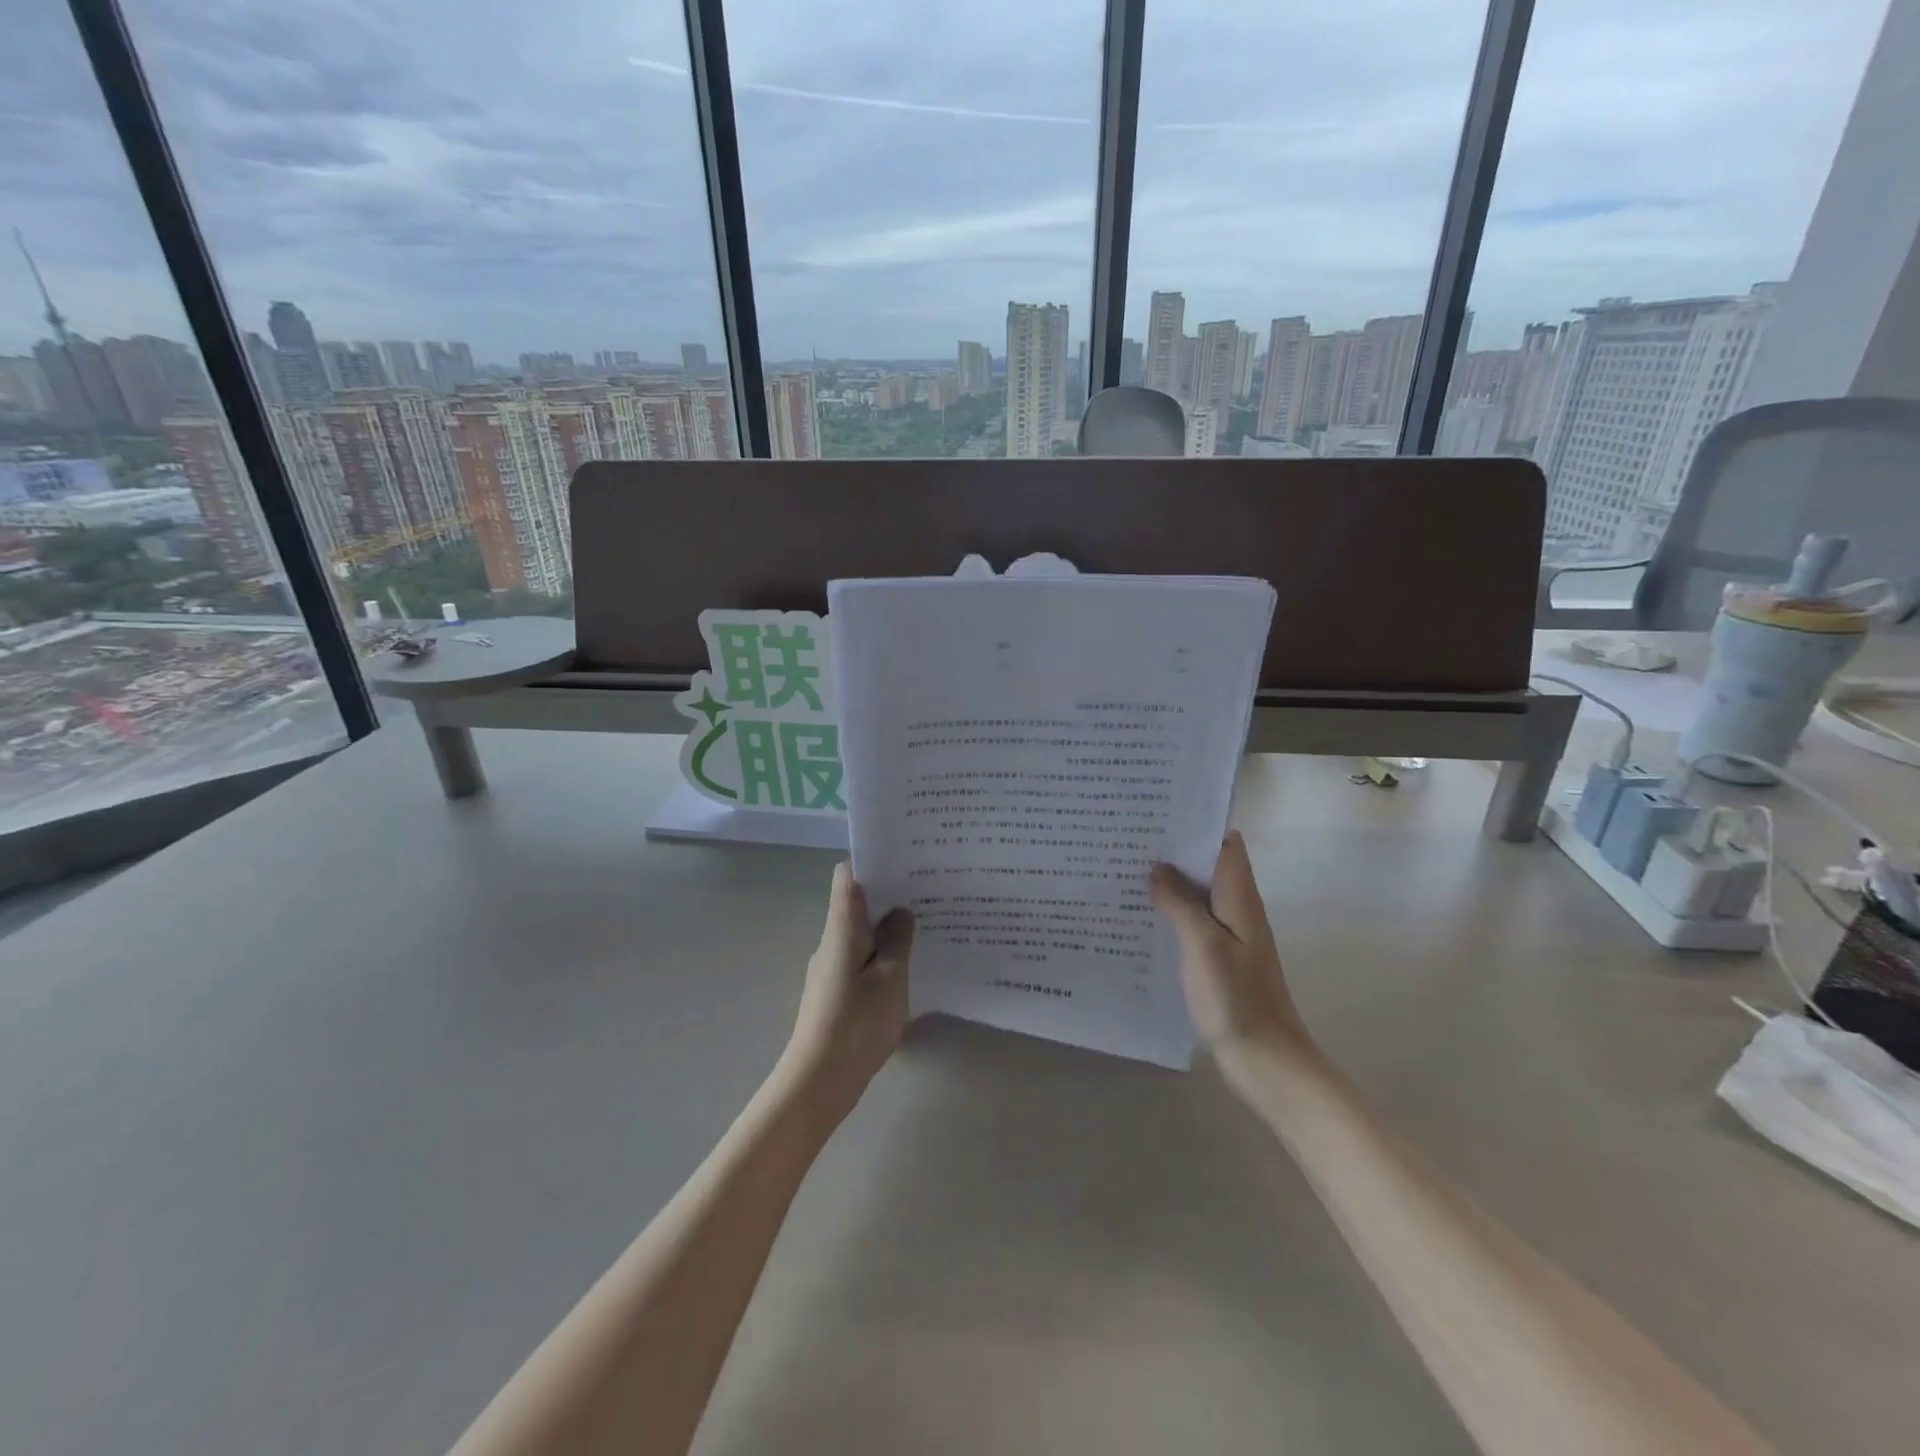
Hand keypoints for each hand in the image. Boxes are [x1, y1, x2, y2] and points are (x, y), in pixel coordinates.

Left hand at [783, 863, 913, 1124]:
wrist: (817, 1083)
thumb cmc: (856, 1025)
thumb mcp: (890, 979)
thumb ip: (898, 941)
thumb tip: (900, 912)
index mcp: (841, 929)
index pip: (847, 877)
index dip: (872, 861)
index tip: (904, 860)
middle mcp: (831, 942)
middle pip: (856, 903)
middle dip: (889, 895)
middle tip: (928, 893)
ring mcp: (830, 968)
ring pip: (860, 934)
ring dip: (887, 928)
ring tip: (924, 927)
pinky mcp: (834, 992)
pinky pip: (860, 959)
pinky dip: (881, 955)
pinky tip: (907, 967)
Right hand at [1150, 832, 1312, 1078]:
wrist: (1265, 1059)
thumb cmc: (1236, 999)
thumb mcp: (1203, 945)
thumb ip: (1180, 903)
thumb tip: (1158, 868)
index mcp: (1240, 898)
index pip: (1226, 844)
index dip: (1198, 824)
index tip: (1160, 814)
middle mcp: (1238, 909)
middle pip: (1209, 865)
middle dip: (1175, 850)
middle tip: (1130, 838)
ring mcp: (1230, 934)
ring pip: (1198, 893)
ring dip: (1170, 881)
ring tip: (1127, 869)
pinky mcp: (1219, 957)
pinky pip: (1193, 920)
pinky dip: (1171, 910)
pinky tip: (1142, 915)